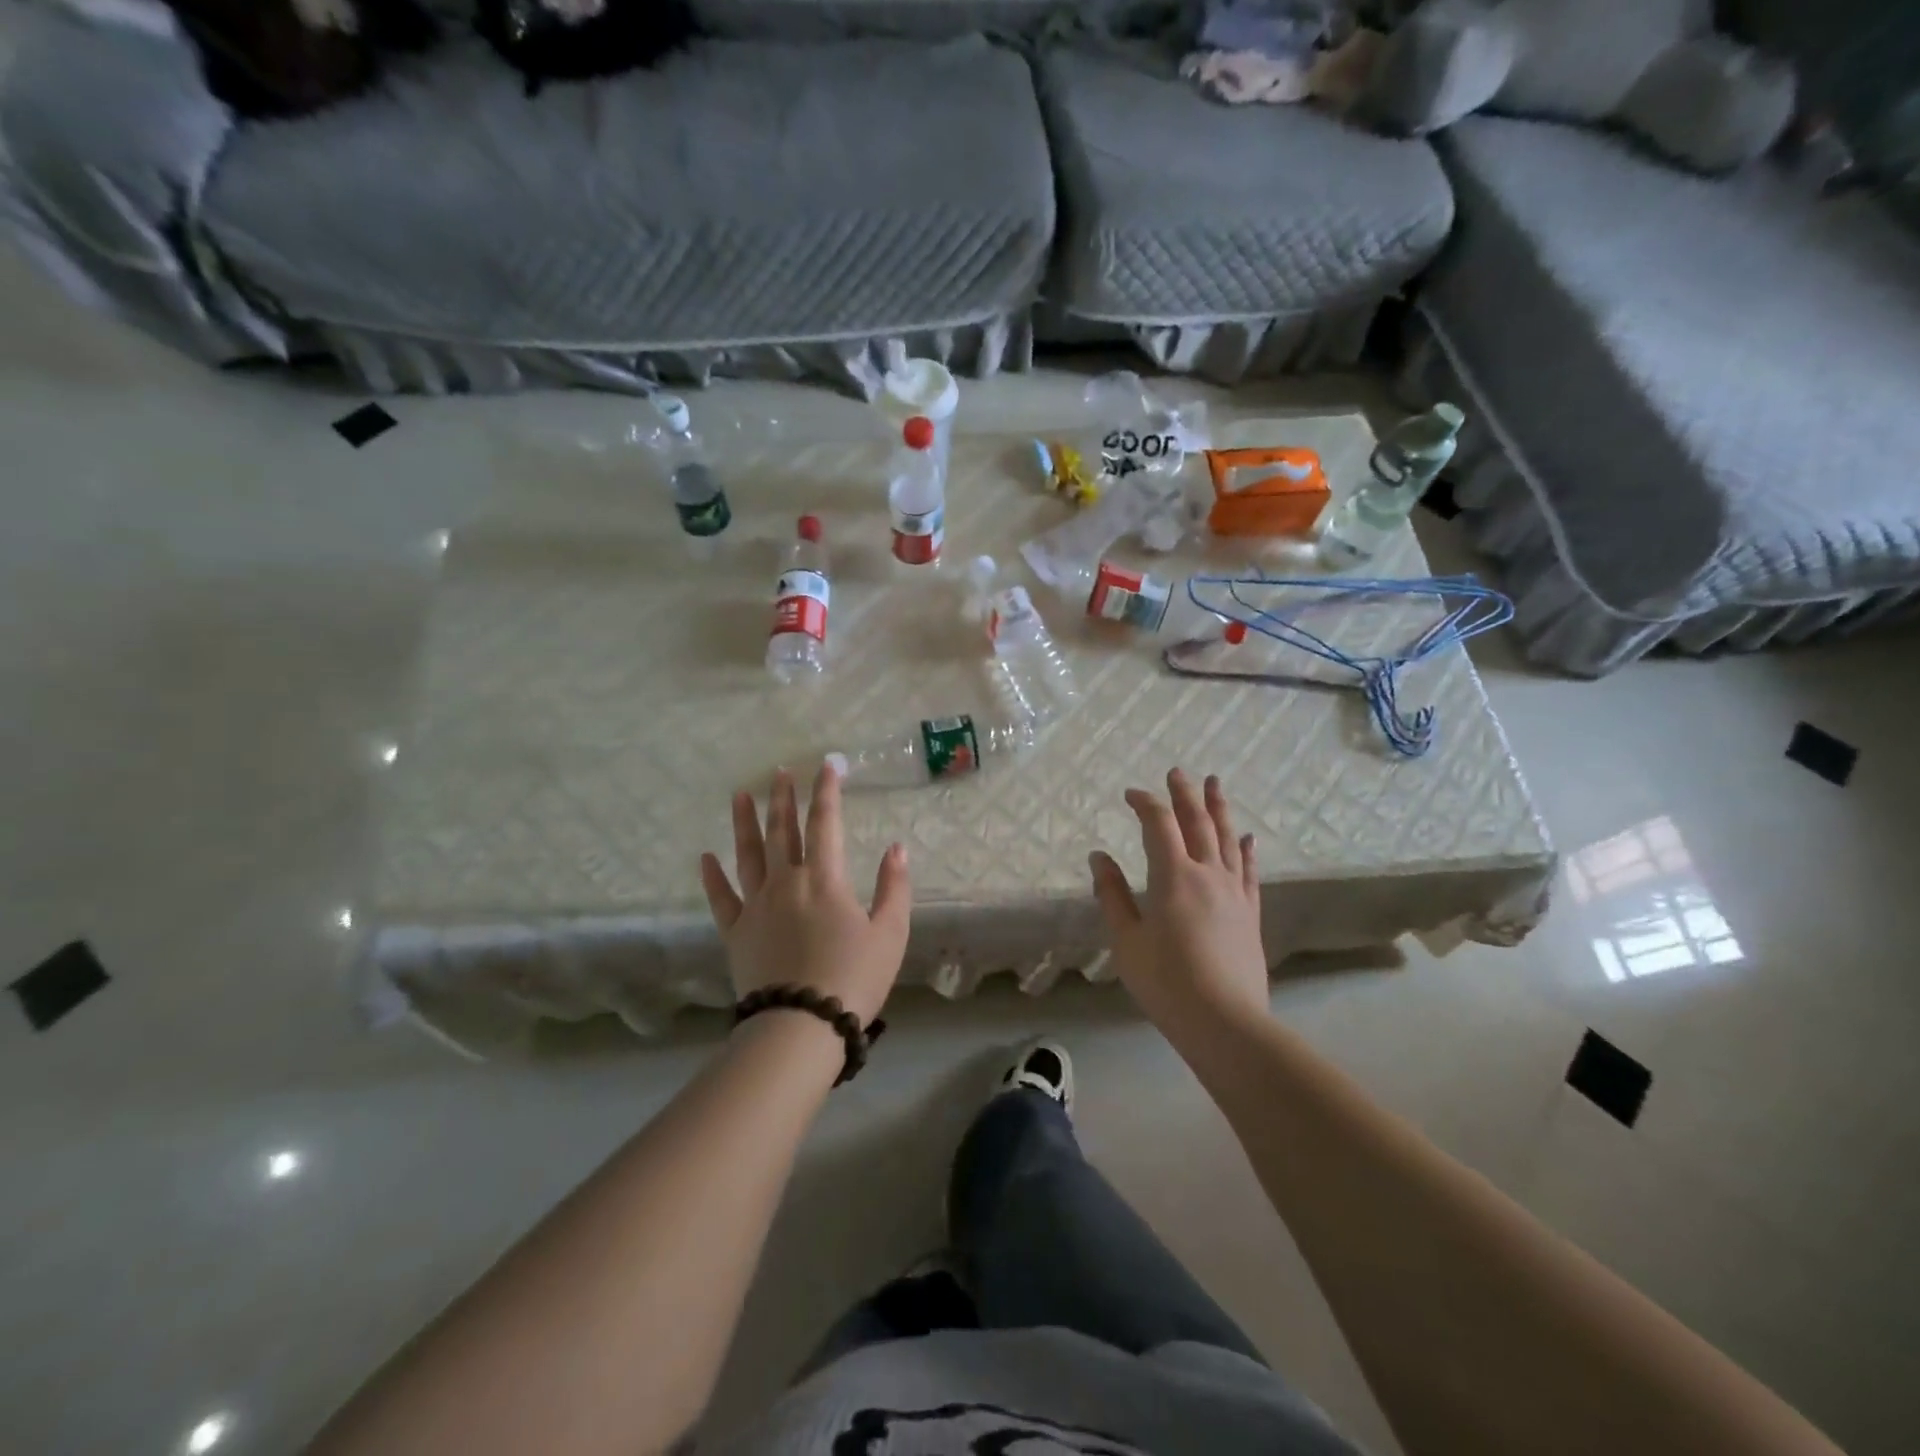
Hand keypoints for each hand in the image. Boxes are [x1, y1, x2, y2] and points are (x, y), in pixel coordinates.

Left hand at [700, 764, 911, 1026]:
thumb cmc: (854, 978)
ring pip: (748, 855)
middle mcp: (786, 882)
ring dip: (744, 823)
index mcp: (824, 879)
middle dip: (784, 799)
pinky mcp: (736, 933)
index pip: (825, 823)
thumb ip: (894, 886)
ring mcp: (756, 906)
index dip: (827, 792)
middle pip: (783, 831)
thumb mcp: (890, 933)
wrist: (802, 1026)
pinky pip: (721, 899)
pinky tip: (706, 858)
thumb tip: (896, 847)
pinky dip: (712, 877)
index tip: (827, 766)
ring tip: (740, 795)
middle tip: (780, 772)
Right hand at [1089, 769, 1268, 1032]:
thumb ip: (1112, 895)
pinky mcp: (1250, 912)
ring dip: (1219, 808)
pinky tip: (1247, 837)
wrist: (1226, 1022)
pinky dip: (1246, 849)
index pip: (1159, 824)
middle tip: (1178, 772)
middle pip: (1197, 822)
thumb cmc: (1166, 982)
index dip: (1145, 803)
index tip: (1130, 794)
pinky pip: (1249, 871)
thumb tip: (1098, 856)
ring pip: (1228, 839)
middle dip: (1185, 794)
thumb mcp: (1126, 940)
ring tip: (1215, 784)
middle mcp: (1207, 874)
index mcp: (1173, 877)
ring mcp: (1234, 892)